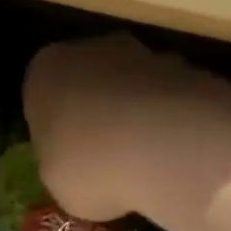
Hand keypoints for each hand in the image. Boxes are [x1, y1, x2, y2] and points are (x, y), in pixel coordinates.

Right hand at [25, 35, 230, 222]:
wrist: (167, 146)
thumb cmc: (88, 165)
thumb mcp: (55, 180)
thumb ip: (60, 161)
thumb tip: (76, 163)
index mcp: (44, 71)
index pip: (38, 93)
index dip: (51, 127)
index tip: (62, 154)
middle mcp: (91, 50)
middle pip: (88, 82)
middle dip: (95, 114)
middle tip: (101, 158)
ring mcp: (145, 53)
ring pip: (132, 87)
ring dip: (135, 116)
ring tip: (141, 163)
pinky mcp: (192, 69)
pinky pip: (169, 101)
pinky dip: (170, 124)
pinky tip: (172, 159)